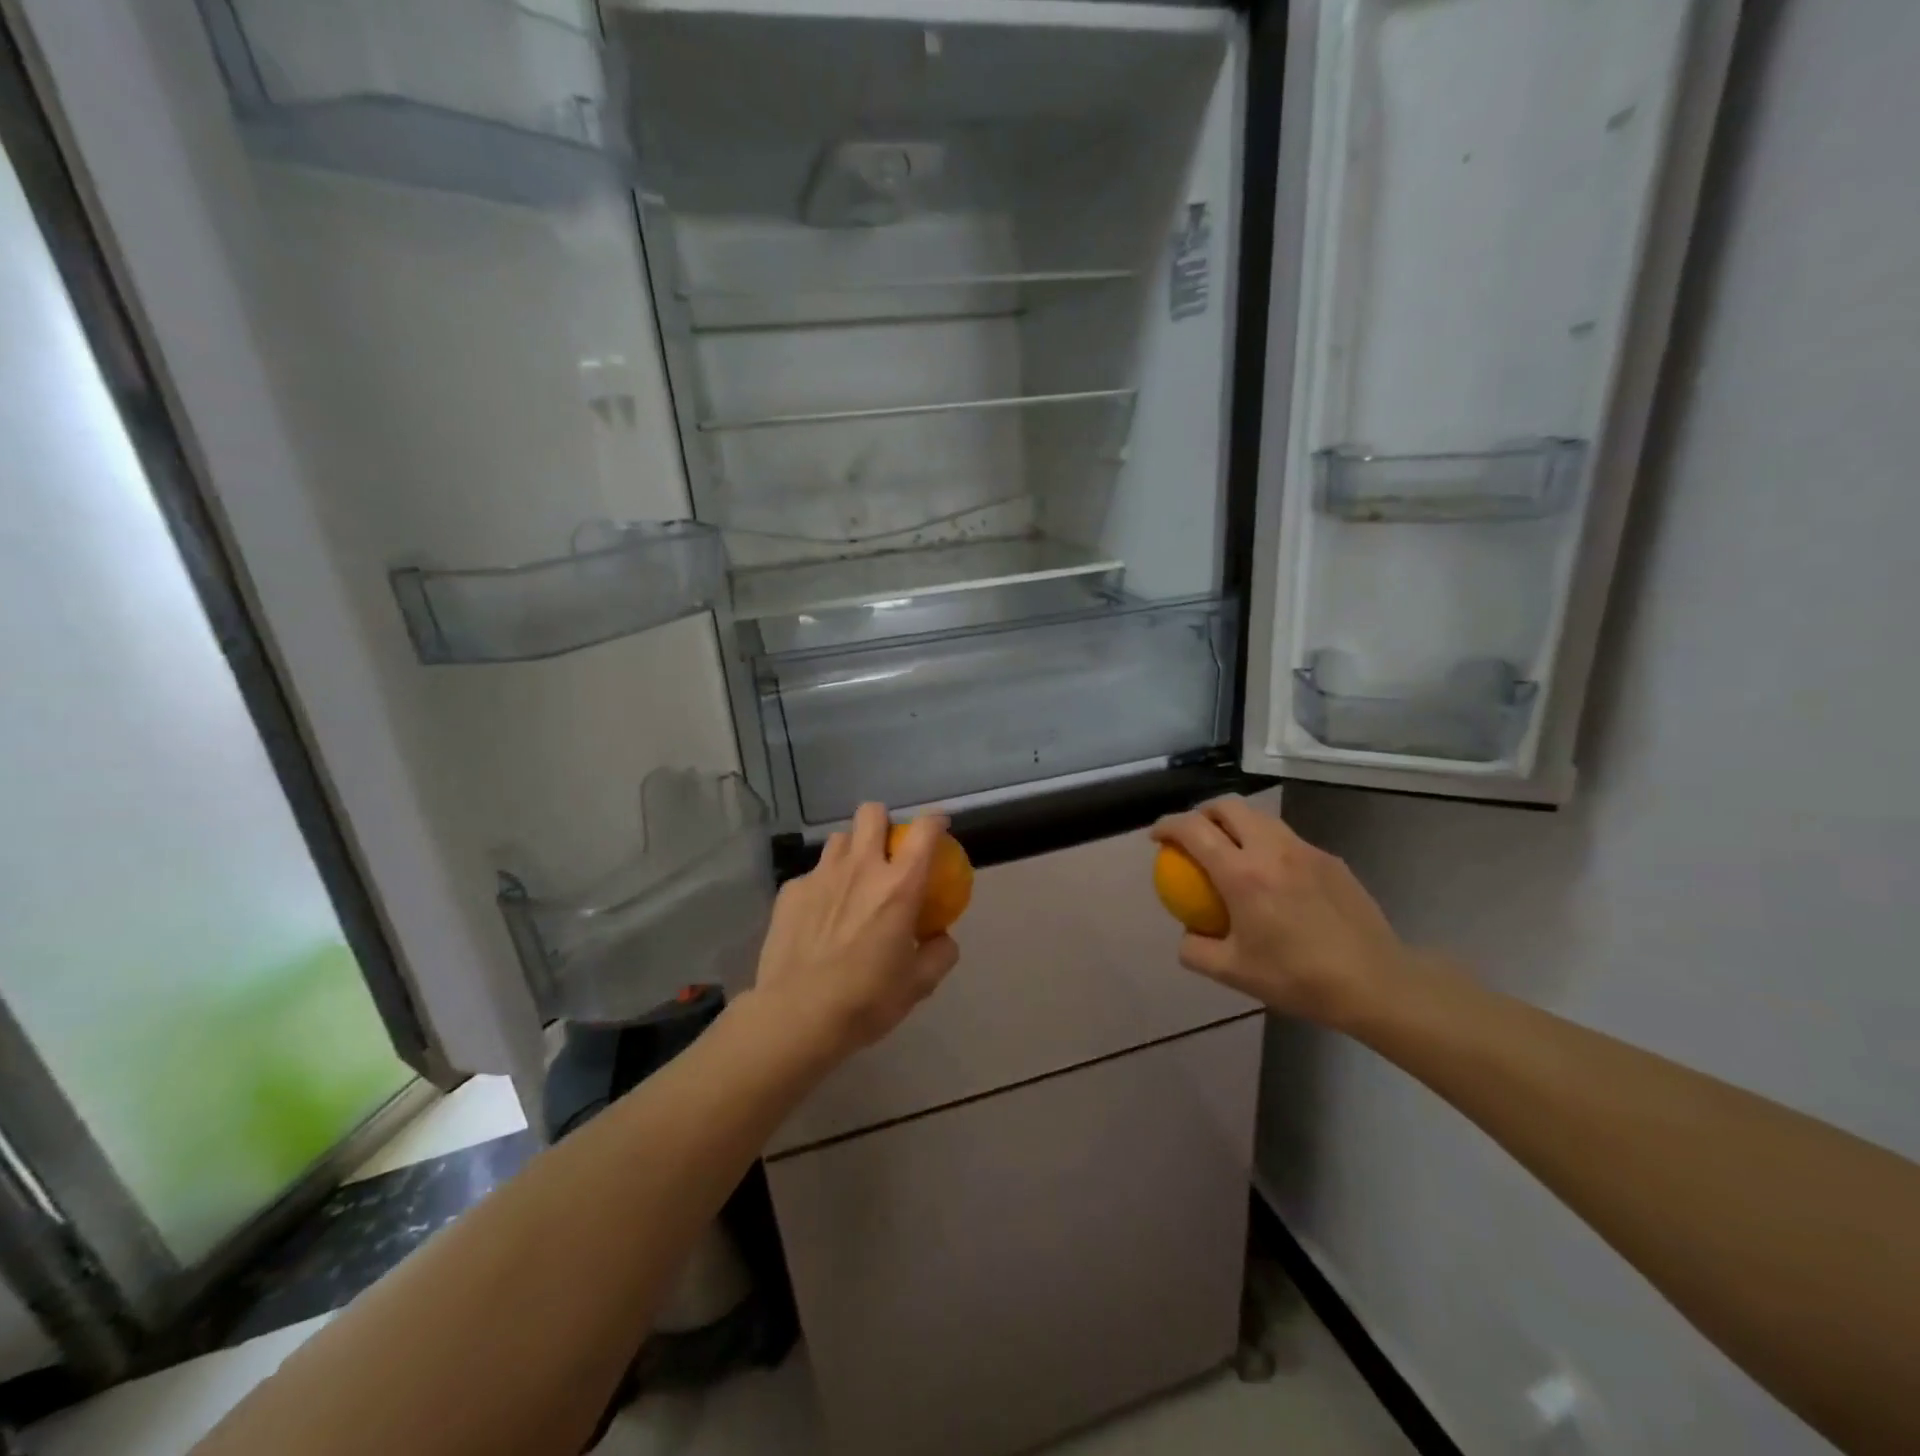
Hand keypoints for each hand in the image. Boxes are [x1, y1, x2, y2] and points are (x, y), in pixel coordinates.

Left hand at [750, 803, 960, 1062]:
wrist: (797, 1016)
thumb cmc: (866, 999)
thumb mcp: (919, 985)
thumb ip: (939, 953)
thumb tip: (941, 937)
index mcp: (899, 886)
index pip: (924, 831)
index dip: (936, 821)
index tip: (939, 828)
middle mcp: (861, 868)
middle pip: (871, 813)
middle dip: (882, 822)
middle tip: (886, 851)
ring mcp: (820, 875)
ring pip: (839, 839)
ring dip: (851, 852)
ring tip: (851, 882)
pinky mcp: (790, 891)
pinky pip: (812, 874)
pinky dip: (822, 886)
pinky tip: (818, 916)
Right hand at [1151, 796, 1412, 1028]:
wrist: (1375, 983)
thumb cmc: (1298, 978)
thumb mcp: (1233, 973)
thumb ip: (1196, 950)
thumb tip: (1186, 933)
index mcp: (1242, 874)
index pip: (1193, 830)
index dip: (1167, 826)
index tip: (1157, 837)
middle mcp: (1271, 849)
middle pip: (1228, 806)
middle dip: (1201, 812)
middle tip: (1192, 835)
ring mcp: (1305, 850)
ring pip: (1260, 817)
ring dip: (1235, 824)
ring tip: (1230, 850)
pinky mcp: (1330, 859)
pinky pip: (1287, 839)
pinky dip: (1266, 844)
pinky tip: (1273, 877)